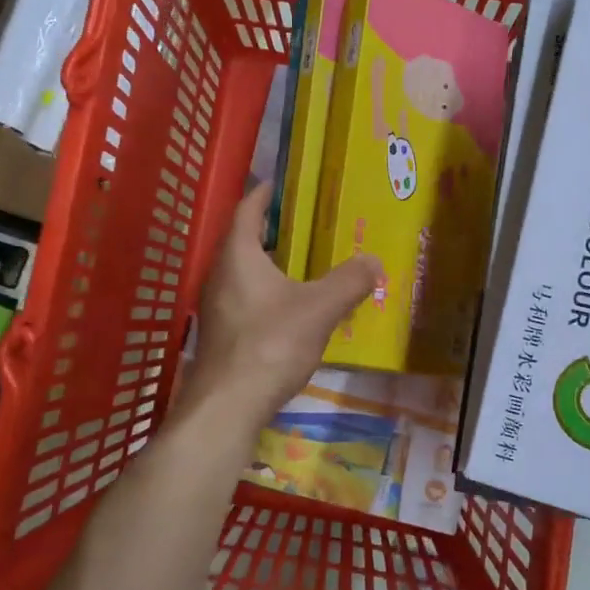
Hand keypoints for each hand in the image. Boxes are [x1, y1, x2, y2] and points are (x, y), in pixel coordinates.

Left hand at [184, 183, 380, 431]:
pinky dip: (265, 291)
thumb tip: (373, 261)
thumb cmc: (271, 344)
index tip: (278, 183)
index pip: (247, 210)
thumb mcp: (318, 309)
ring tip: (301, 263)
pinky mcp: (220, 334)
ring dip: (268, 263)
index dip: (263, 194)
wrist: (227, 406)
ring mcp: (215, 307)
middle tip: (303, 223)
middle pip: (242, 240)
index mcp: (237, 256)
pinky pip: (244, 298)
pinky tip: (290, 307)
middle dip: (269, 229)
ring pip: (242, 272)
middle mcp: (219, 275)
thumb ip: (348, 282)